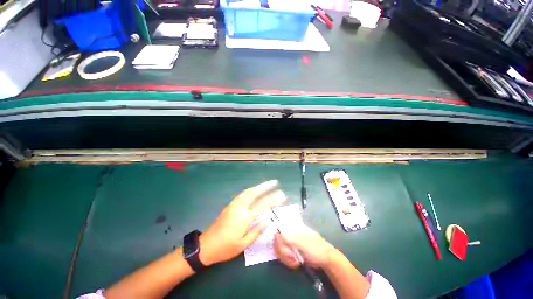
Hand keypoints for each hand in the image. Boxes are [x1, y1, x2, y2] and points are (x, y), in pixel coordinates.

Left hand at [199, 180, 286, 265]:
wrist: (206, 246)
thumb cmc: (225, 248)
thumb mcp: (243, 244)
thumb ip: (256, 231)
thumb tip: (268, 220)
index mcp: (244, 218)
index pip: (262, 205)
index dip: (273, 199)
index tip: (282, 195)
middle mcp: (239, 208)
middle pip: (254, 193)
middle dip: (265, 186)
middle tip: (275, 182)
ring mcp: (234, 205)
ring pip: (248, 191)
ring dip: (258, 186)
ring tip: (267, 184)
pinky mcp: (230, 205)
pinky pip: (243, 194)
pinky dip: (251, 190)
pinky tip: (255, 190)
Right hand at [274, 223, 335, 268]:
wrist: (325, 259)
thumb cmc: (316, 248)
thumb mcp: (303, 243)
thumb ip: (290, 239)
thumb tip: (277, 234)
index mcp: (292, 227)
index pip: (278, 230)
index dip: (278, 241)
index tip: (284, 249)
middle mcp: (289, 233)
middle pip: (277, 241)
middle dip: (283, 252)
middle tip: (292, 257)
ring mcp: (289, 242)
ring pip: (278, 249)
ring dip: (286, 258)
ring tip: (296, 261)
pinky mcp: (290, 251)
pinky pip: (283, 255)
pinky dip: (288, 261)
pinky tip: (295, 263)